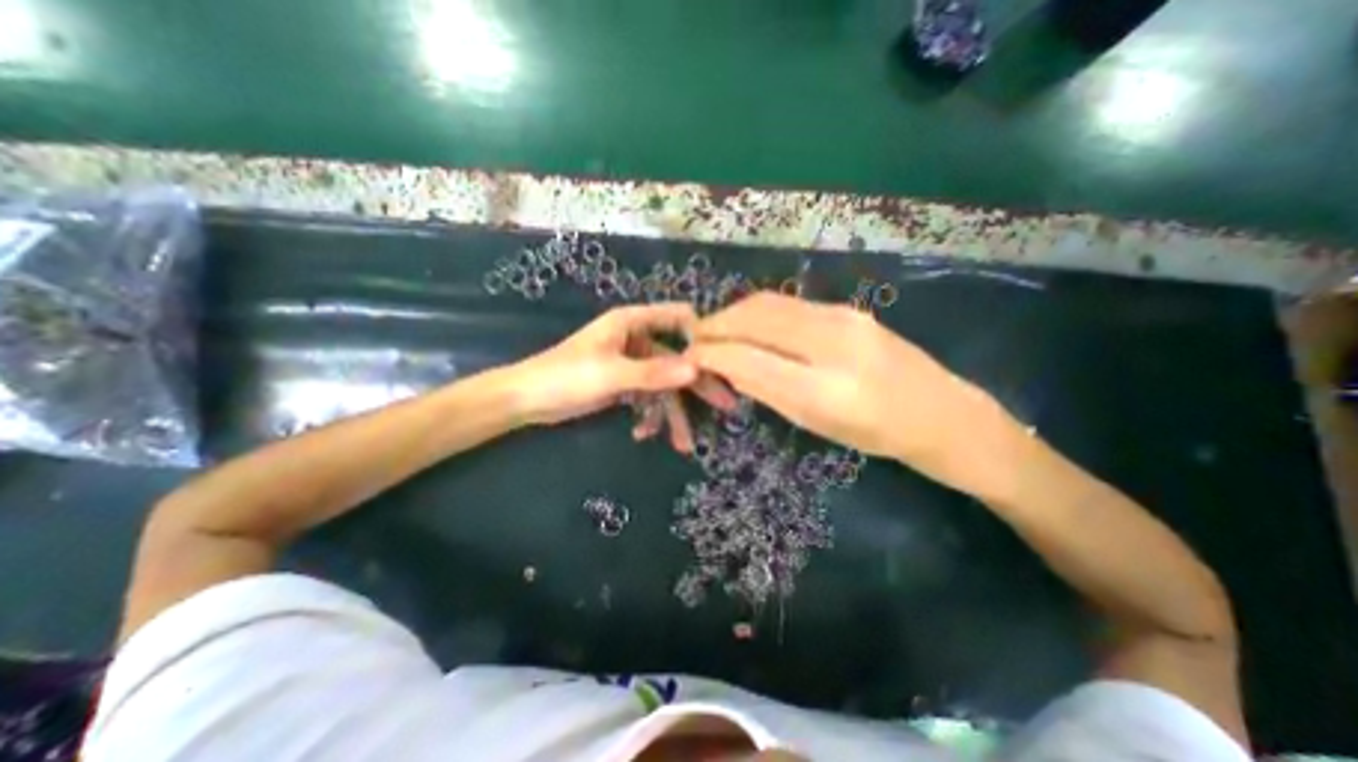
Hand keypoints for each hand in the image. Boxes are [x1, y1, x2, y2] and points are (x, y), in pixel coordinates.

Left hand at [507, 302, 731, 448]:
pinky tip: (643, 434)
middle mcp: (636, 339)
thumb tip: (697, 369)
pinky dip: (649, 416)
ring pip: (663, 386)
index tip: (720, 362)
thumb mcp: (612, 374)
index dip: (700, 335)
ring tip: (682, 444)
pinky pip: (647, 398)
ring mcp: (631, 363)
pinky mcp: (623, 384)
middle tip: (727, 406)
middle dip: (697, 386)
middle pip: (676, 358)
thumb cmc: (565, 376)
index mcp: (633, 323)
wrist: (526, 400)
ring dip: (671, 414)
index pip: (678, 317)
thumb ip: (654, 372)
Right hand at [685, 292, 1024, 492]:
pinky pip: (789, 304)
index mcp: (824, 388)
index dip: (711, 352)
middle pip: (756, 317)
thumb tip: (725, 366)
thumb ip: (767, 390)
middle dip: (717, 324)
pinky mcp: (848, 309)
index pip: (749, 357)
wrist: (942, 414)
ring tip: (717, 331)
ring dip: (735, 314)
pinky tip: (750, 325)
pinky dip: (758, 312)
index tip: (689, 355)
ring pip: (770, 303)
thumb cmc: (877, 435)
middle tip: (696, 338)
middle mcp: (832, 342)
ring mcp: (843, 317)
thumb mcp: (815, 423)